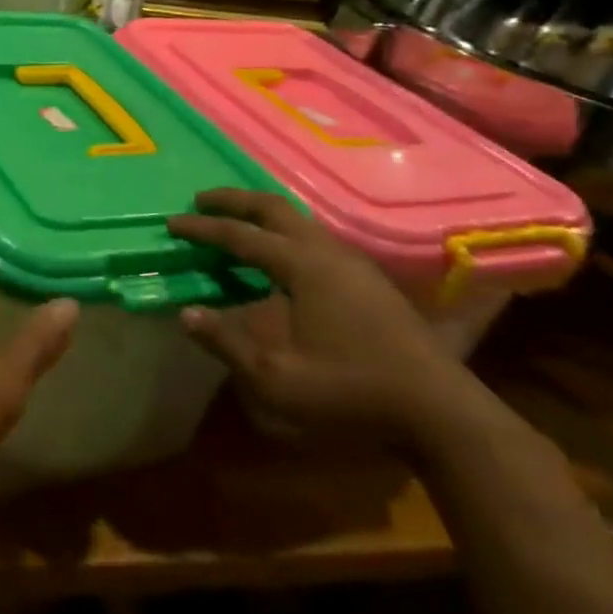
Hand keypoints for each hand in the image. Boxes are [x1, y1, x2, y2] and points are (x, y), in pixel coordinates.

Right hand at [168, 189, 483, 448]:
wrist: (440, 412)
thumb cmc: (353, 392)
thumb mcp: (278, 378)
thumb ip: (228, 343)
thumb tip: (185, 314)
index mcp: (303, 266)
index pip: (241, 236)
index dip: (202, 229)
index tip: (171, 223)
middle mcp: (327, 252)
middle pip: (274, 208)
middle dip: (234, 201)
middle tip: (201, 201)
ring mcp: (354, 263)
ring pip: (299, 220)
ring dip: (262, 215)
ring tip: (236, 223)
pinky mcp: (369, 280)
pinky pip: (315, 238)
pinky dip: (285, 233)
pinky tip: (281, 257)